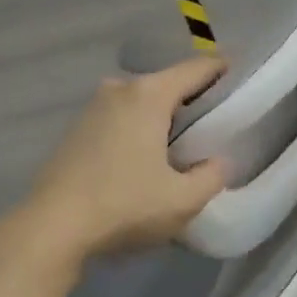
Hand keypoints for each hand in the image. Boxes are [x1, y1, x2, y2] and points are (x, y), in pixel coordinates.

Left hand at [21, 55, 228, 261]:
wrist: (53, 228)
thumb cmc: (125, 206)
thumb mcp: (184, 200)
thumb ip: (212, 176)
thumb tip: (218, 162)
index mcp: (149, 95)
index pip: (197, 68)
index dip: (224, 71)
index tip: (243, 81)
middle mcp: (119, 89)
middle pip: (168, 83)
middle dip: (194, 98)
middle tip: (217, 123)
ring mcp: (92, 108)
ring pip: (141, 102)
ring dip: (163, 116)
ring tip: (184, 144)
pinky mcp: (76, 130)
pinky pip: (120, 119)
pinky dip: (139, 129)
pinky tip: (146, 158)